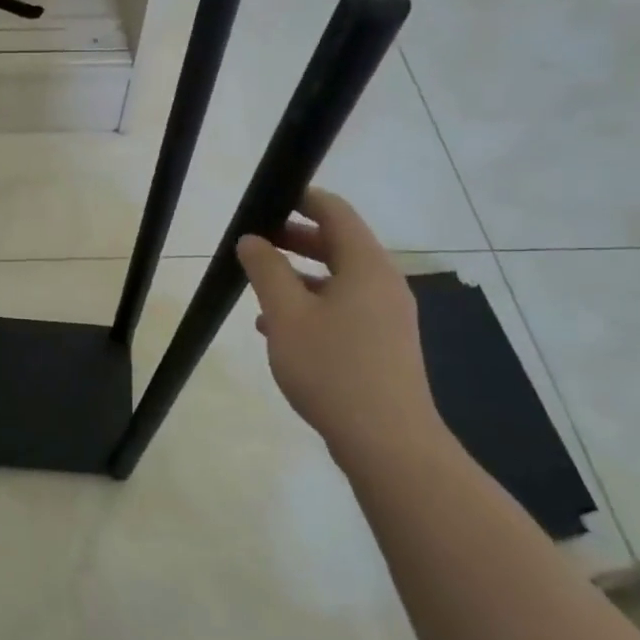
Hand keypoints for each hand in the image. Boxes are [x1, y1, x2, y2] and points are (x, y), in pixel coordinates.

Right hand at [236, 188, 441, 462]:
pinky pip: (344, 309)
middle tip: (256, 240)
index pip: (336, 213)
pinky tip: (279, 329)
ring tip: (259, 286)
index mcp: (365, 266)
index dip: (303, 199)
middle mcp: (383, 284)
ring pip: (339, 280)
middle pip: (339, 245)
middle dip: (296, 239)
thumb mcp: (286, 315)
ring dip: (300, 276)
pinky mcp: (383, 345)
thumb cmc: (332, 369)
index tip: (270, 197)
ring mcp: (387, 317)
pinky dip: (313, 305)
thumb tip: (252, 240)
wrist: (387, 442)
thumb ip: (266, 271)